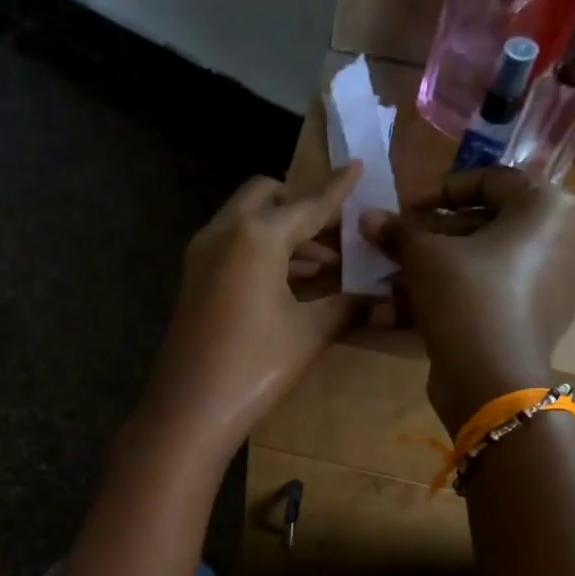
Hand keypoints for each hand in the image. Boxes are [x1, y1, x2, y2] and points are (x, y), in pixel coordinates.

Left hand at [135, 165, 363, 464]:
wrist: (189, 409)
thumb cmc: (255, 366)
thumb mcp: (309, 333)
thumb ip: (347, 306)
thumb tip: (385, 300)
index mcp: (257, 235)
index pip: (307, 204)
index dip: (336, 189)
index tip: (357, 166)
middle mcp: (224, 232)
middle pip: (267, 197)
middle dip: (301, 205)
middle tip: (336, 232)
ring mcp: (202, 255)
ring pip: (247, 222)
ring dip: (283, 233)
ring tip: (326, 264)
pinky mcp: (193, 279)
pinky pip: (232, 247)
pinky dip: (261, 251)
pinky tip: (291, 281)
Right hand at [362, 168, 574, 434]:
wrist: (492, 380)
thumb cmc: (467, 297)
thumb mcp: (424, 256)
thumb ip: (398, 232)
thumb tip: (368, 217)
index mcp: (548, 208)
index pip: (490, 180)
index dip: (439, 190)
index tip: (405, 209)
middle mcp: (561, 240)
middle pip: (485, 225)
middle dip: (432, 237)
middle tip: (395, 248)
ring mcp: (552, 285)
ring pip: (482, 265)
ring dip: (433, 271)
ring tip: (392, 284)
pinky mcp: (535, 322)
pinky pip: (490, 296)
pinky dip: (452, 297)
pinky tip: (407, 311)